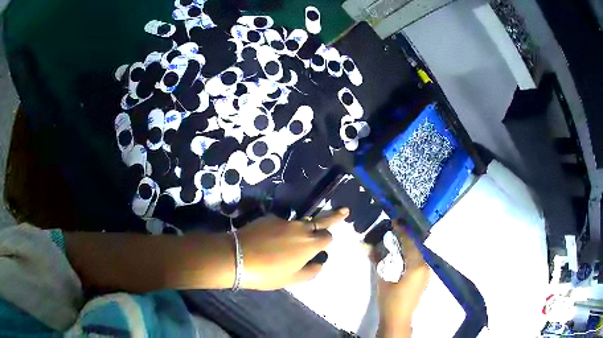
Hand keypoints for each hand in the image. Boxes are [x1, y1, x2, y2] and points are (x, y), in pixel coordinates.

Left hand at [238, 208, 348, 289]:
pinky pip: (281, 223)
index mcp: (310, 244)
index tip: (326, 244)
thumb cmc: (267, 273)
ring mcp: (283, 221)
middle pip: (320, 220)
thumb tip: (320, 264)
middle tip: (344, 210)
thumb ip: (310, 271)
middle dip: (334, 216)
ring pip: (300, 222)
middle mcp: (300, 228)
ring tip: (295, 239)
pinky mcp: (268, 218)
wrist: (237, 257)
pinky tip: (271, 240)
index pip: (328, 236)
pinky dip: (283, 230)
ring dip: (304, 227)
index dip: (328, 240)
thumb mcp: (291, 279)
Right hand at [372, 222, 430, 337]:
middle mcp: (425, 267)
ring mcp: (425, 273)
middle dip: (405, 237)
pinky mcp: (423, 278)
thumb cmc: (391, 301)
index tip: (394, 221)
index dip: (402, 231)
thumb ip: (379, 261)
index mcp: (416, 266)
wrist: (398, 319)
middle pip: (416, 247)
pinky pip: (417, 260)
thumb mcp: (383, 280)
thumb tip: (370, 246)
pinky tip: (401, 253)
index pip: (410, 243)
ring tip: (396, 239)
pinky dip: (410, 254)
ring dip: (408, 245)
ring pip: (417, 253)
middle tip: (394, 228)